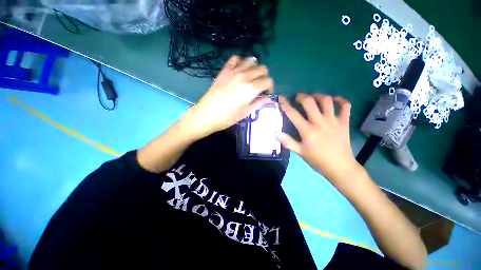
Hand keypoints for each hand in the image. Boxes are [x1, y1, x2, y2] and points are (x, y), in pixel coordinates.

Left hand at [182, 56, 273, 139]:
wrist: (207, 114)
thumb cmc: (228, 117)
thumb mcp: (246, 112)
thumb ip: (259, 103)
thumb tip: (269, 98)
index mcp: (251, 88)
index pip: (268, 81)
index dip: (270, 87)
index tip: (266, 93)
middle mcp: (245, 76)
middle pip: (262, 69)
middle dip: (264, 77)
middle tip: (259, 87)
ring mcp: (234, 71)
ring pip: (251, 61)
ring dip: (254, 68)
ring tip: (251, 78)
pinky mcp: (225, 70)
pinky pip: (235, 59)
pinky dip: (241, 62)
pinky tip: (240, 70)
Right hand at [277, 93, 360, 182]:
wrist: (340, 167)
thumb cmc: (317, 160)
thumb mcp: (300, 152)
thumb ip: (287, 141)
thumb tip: (275, 132)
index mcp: (307, 131)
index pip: (293, 114)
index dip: (285, 104)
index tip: (281, 97)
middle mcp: (320, 123)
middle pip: (309, 102)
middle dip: (301, 96)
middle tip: (298, 97)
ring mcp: (334, 121)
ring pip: (326, 101)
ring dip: (318, 96)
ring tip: (313, 97)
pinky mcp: (344, 122)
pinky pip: (345, 106)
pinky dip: (340, 100)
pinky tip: (334, 100)